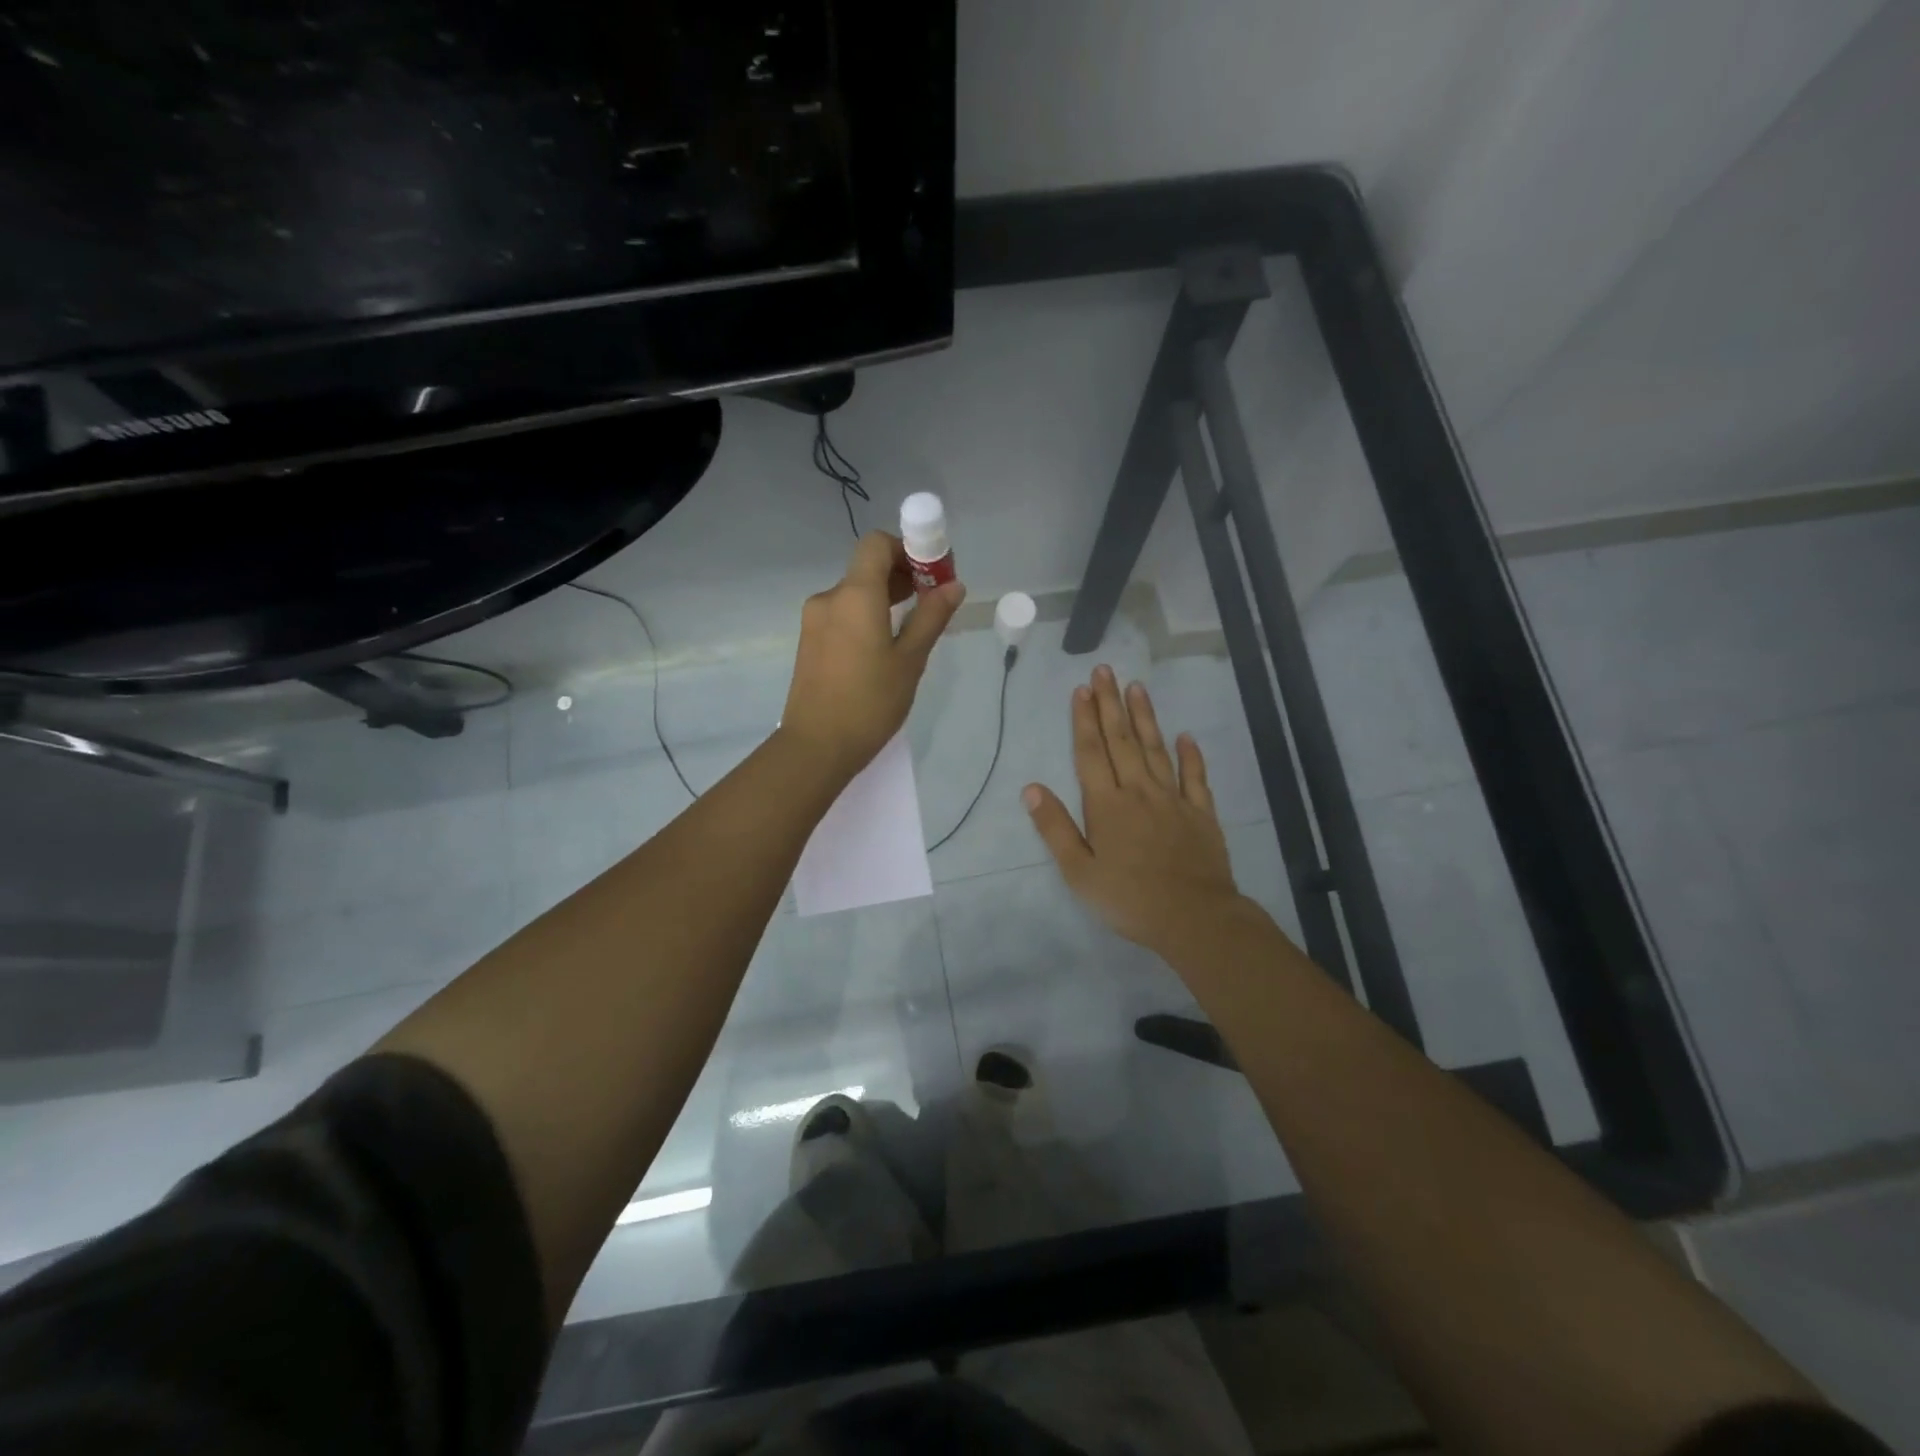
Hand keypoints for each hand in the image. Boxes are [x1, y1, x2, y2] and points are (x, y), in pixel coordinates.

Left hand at [780, 532, 963, 782]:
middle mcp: (829, 598)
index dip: (907, 548)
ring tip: (913, 624)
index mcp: (854, 595)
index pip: (877, 544)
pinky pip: (843, 613)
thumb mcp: (910, 660)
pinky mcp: (809, 641)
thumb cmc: (869, 703)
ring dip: (884, 596)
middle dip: (902, 574)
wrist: (816, 746)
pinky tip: (885, 644)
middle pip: (867, 567)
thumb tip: (953, 585)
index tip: (932, 572)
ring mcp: (814, 620)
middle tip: (933, 599)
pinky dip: (866, 615)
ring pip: (855, 592)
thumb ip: (931, 617)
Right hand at [1026, 665, 1264, 960]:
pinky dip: (1190, 755)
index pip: (1091, 753)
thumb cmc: (1128, 899)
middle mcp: (1139, 792)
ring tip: (1137, 686)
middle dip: (1110, 704)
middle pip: (1122, 740)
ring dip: (1145, 717)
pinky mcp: (1201, 813)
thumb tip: (1031, 788)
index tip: (1081, 689)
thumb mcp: (1079, 872)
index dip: (1083, 720)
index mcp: (1106, 805)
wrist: (1194, 918)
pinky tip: (1185, 736)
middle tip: (1105, 670)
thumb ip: (1055, 828)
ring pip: (1156, 749)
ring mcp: (1173, 799)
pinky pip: (1195, 777)